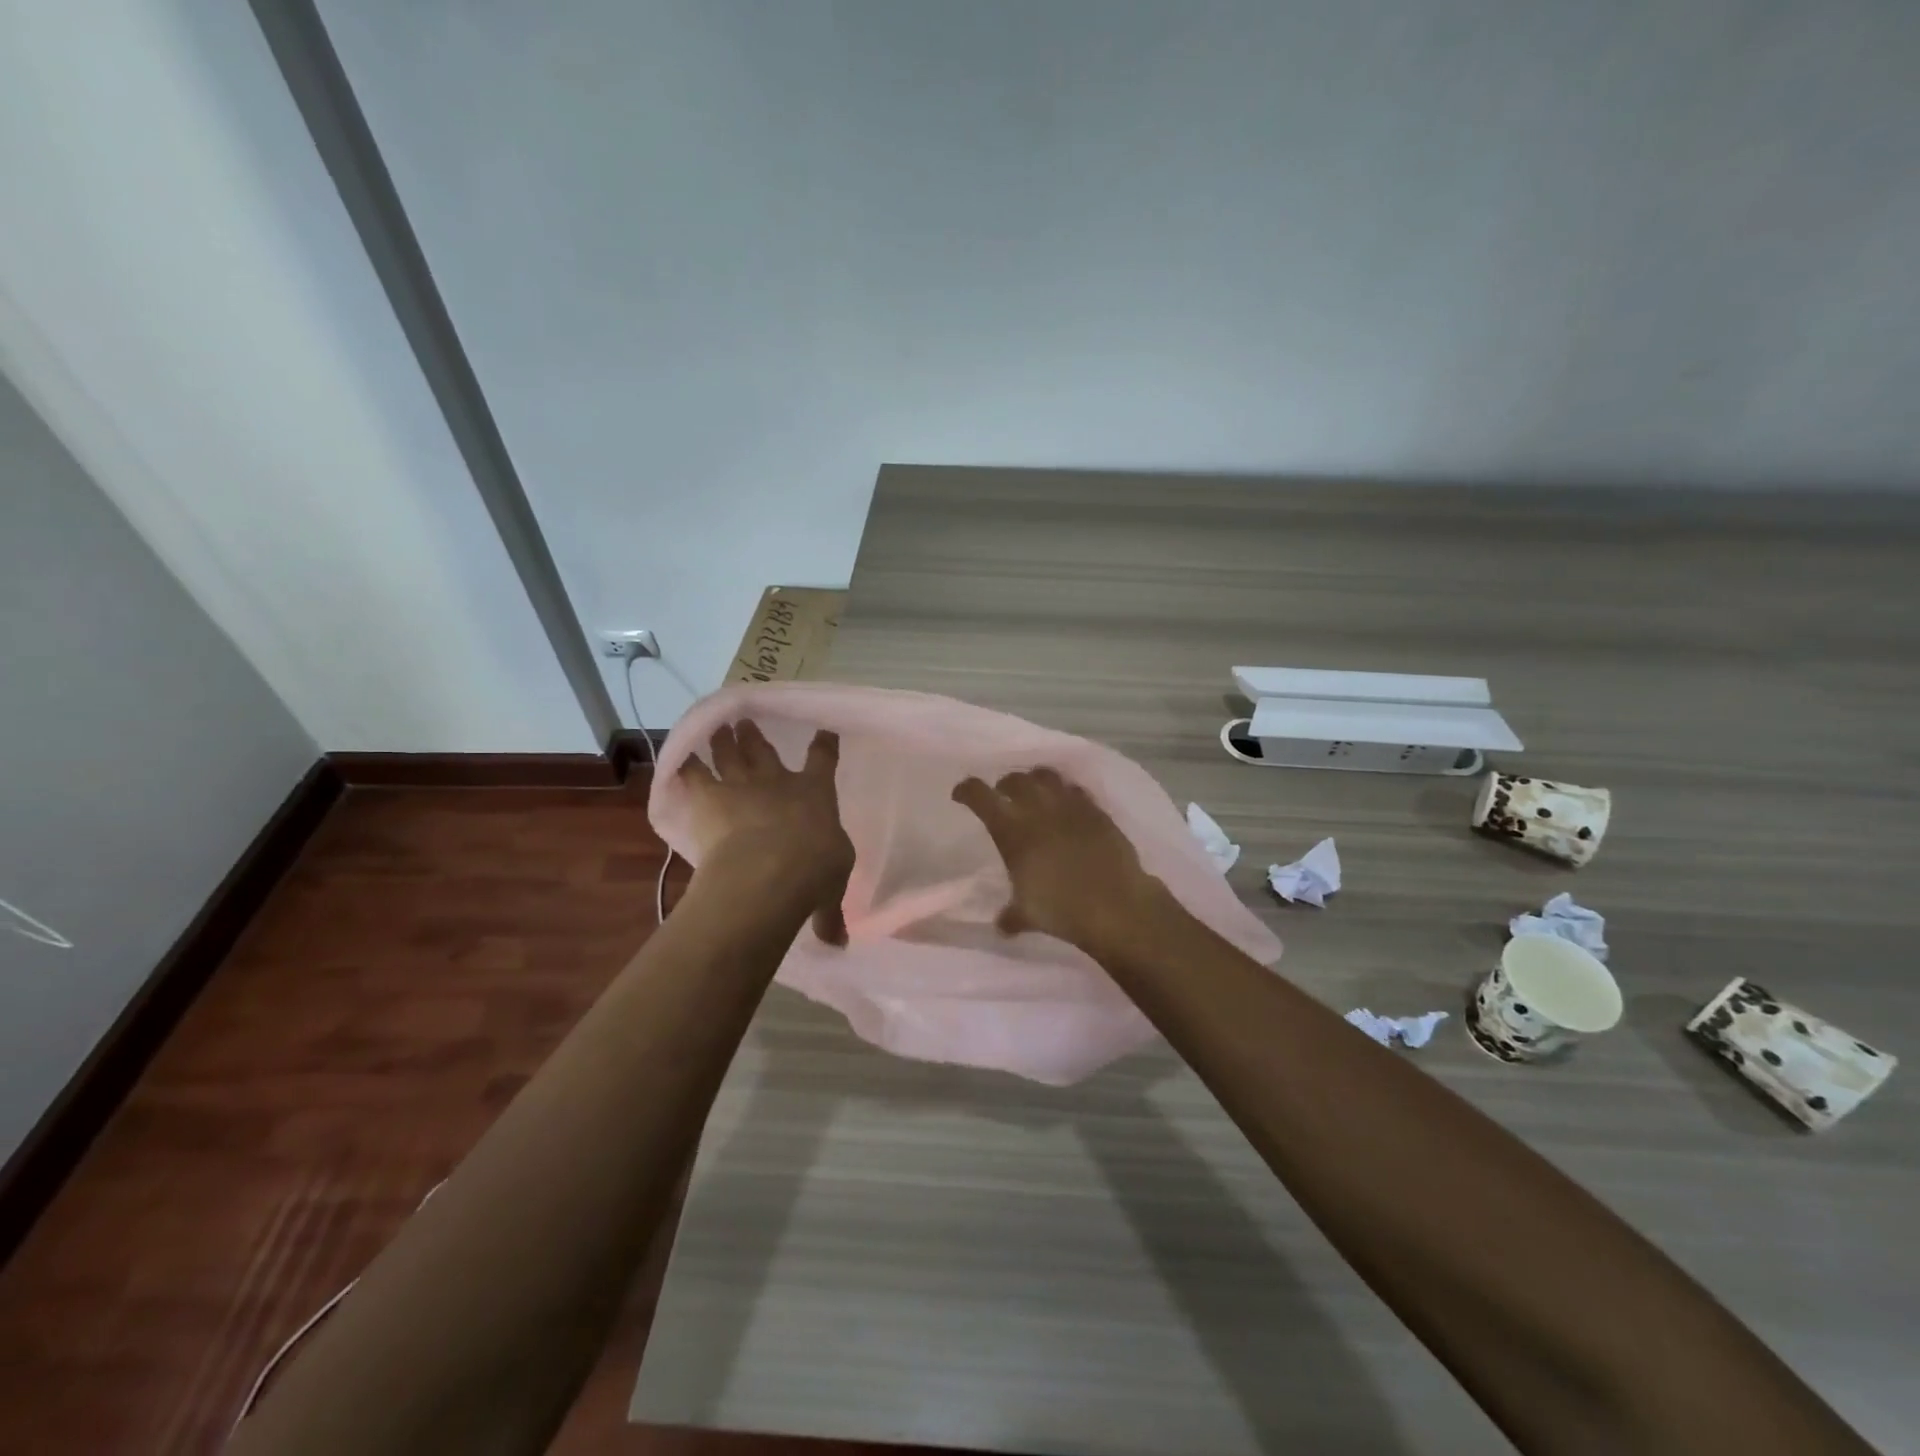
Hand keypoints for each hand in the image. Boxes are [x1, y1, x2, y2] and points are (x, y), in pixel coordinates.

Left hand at [678, 720, 854, 944]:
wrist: (769, 870)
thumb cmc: (813, 871)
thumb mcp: (830, 890)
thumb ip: (828, 911)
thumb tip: (837, 943)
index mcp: (816, 794)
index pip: (823, 761)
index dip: (823, 746)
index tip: (823, 731)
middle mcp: (778, 782)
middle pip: (766, 752)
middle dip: (756, 737)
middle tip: (746, 722)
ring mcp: (741, 786)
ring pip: (731, 755)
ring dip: (725, 741)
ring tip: (718, 727)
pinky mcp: (708, 798)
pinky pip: (693, 775)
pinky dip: (685, 764)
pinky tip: (677, 755)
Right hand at [951, 767, 1169, 954]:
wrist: (1116, 905)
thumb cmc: (1063, 909)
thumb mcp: (1028, 914)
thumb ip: (1011, 915)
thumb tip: (1002, 924)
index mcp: (1012, 831)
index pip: (980, 796)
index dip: (967, 791)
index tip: (961, 794)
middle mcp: (1038, 810)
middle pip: (1014, 779)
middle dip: (1004, 784)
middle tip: (1003, 795)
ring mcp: (1070, 806)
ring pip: (1046, 775)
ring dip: (1035, 780)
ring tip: (1035, 792)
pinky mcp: (1096, 811)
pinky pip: (1076, 789)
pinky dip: (1067, 792)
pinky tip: (1068, 805)